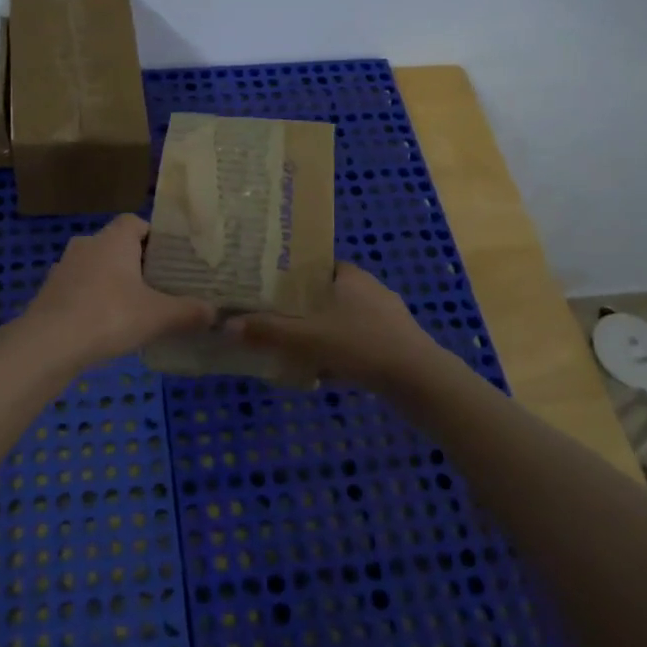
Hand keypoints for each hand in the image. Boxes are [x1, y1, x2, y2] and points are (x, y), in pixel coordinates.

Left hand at [10, 215, 214, 371]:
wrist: (48, 344)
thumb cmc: (109, 316)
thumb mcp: (158, 316)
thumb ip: (189, 312)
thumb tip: (215, 312)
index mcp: (114, 238)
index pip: (136, 222)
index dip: (154, 238)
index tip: (170, 260)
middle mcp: (87, 244)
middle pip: (117, 245)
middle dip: (136, 263)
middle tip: (158, 286)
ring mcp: (64, 267)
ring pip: (96, 267)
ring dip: (112, 282)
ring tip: (133, 308)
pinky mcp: (49, 291)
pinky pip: (79, 288)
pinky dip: (92, 300)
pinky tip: (104, 325)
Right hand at [229, 262, 441, 392]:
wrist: (420, 381)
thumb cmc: (362, 345)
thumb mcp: (308, 337)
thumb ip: (268, 331)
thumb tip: (226, 325)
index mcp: (350, 276)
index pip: (316, 265)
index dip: (292, 276)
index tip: (269, 290)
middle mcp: (370, 289)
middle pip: (327, 294)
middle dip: (303, 310)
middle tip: (276, 323)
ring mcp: (387, 317)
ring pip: (343, 320)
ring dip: (322, 335)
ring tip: (296, 351)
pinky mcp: (396, 343)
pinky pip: (358, 342)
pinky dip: (341, 353)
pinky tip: (327, 374)